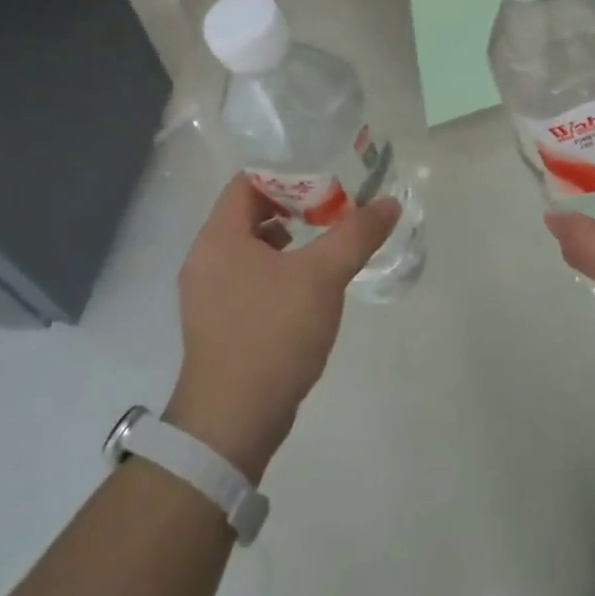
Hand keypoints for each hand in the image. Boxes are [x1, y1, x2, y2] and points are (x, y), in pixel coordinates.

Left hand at [166, 175, 399, 479]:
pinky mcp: (219, 322)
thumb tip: (390, 203)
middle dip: (294, 206)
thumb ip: (357, 234)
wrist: (233, 421)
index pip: (247, 182)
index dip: (288, 174)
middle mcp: (205, 259)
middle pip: (248, 213)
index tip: (327, 178)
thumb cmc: (273, 334)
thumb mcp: (322, 277)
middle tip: (335, 207)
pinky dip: (278, 270)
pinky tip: (309, 285)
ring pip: (250, 248)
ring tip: (327, 242)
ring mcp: (208, 294)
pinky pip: (249, 278)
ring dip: (288, 239)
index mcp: (218, 238)